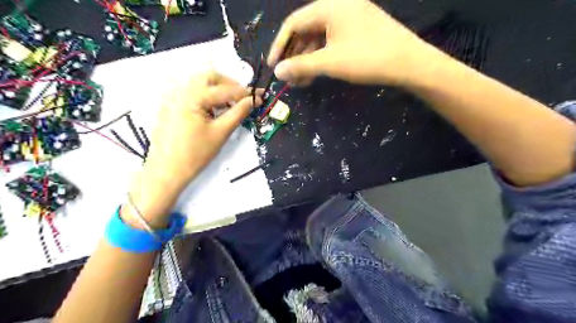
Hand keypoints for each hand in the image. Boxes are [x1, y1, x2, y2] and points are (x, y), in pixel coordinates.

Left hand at [125, 70, 263, 226]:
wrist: (167, 171)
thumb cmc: (195, 154)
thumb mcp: (221, 133)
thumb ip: (238, 113)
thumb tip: (254, 100)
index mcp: (192, 96)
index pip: (225, 89)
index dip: (245, 93)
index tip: (260, 97)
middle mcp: (180, 90)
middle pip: (209, 77)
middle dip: (229, 85)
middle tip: (242, 99)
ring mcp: (172, 97)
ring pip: (199, 83)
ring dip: (217, 90)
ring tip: (229, 106)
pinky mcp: (169, 106)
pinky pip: (191, 93)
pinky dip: (206, 97)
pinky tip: (212, 111)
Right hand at [267, 0, 439, 86]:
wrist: (409, 63)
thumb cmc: (367, 59)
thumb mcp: (330, 62)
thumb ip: (301, 66)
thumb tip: (277, 71)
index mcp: (329, 6)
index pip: (293, 24)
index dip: (279, 46)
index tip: (273, 66)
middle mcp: (337, 6)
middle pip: (305, 30)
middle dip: (294, 56)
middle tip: (288, 78)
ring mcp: (349, 17)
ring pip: (319, 38)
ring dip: (307, 59)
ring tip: (301, 81)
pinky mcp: (358, 29)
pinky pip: (332, 41)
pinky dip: (321, 57)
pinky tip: (316, 73)